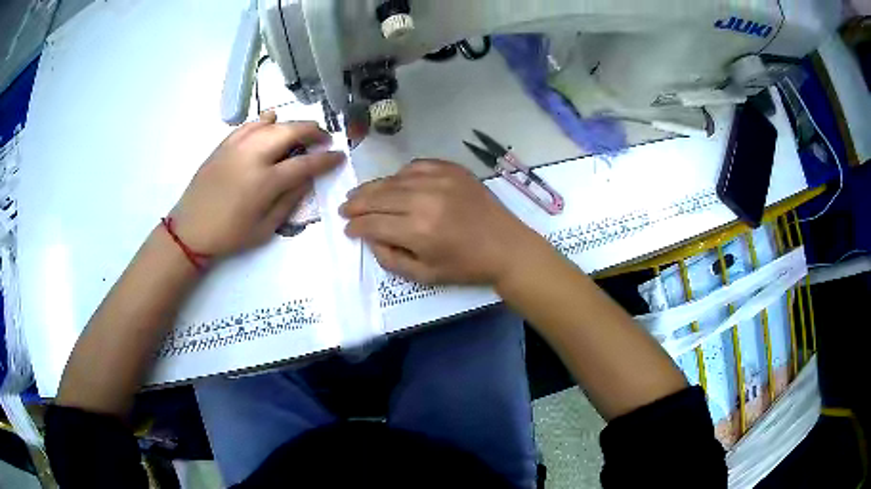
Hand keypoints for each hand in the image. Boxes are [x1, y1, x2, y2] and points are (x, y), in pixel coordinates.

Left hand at [171, 112, 344, 257]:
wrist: (190, 229)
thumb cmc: (229, 235)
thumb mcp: (265, 229)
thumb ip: (289, 201)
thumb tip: (307, 179)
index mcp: (265, 182)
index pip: (305, 163)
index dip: (326, 159)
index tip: (340, 156)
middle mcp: (253, 156)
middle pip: (291, 132)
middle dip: (313, 132)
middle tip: (324, 138)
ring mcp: (236, 146)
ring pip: (271, 123)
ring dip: (292, 124)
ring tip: (301, 131)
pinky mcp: (224, 145)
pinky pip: (248, 124)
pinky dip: (264, 120)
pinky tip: (272, 120)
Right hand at [340, 160, 542, 284]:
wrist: (506, 247)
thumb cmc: (465, 266)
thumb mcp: (424, 275)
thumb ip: (391, 259)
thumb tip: (370, 238)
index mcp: (418, 231)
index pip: (372, 223)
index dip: (355, 226)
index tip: (347, 228)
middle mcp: (425, 199)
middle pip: (378, 196)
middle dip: (356, 203)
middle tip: (344, 208)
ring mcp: (440, 180)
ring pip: (393, 179)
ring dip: (373, 187)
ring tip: (361, 194)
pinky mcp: (452, 169)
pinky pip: (416, 166)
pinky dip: (400, 175)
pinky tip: (395, 183)